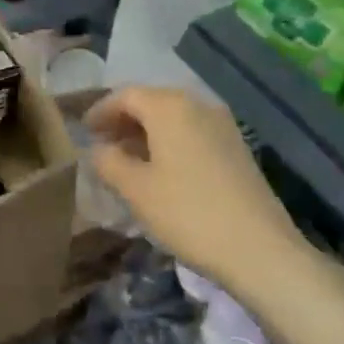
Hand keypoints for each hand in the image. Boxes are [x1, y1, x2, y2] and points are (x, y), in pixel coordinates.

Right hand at [86, 85, 308, 295]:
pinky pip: (193, 132)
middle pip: (152, 102)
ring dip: (147, 132)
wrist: (258, 247)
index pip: (126, 95)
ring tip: (127, 160)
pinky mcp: (236, 147)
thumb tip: (99, 149)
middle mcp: (198, 105)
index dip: (101, 111)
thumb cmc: (188, 213)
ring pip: (174, 118)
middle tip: (102, 144)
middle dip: (124, 120)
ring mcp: (222, 125)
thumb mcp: (136, 190)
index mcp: (170, 107)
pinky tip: (161, 170)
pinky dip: (170, 142)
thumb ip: (109, 162)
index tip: (84, 131)